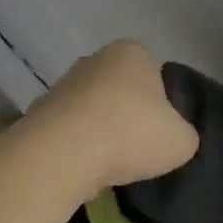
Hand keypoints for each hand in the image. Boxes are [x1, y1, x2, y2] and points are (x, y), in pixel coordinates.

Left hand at [31, 40, 198, 196]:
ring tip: (109, 166)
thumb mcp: (182, 140)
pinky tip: (83, 170)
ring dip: (100, 133)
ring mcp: (62, 84)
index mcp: (132, 52)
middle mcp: (94, 59)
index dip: (160, 106)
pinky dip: (76, 148)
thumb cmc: (130, 134)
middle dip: (128, 116)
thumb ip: (183, 134)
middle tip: (137, 150)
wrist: (62, 154)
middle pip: (120, 90)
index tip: (159, 133)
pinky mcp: (38, 112)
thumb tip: (172, 137)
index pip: (154, 75)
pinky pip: (68, 131)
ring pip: (92, 111)